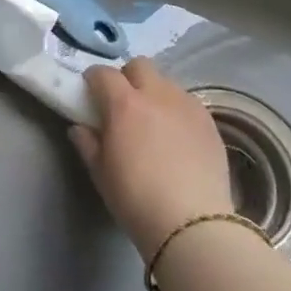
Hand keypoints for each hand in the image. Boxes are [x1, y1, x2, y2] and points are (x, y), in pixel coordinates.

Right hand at [71, 58, 232, 261]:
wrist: (192, 225)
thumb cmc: (136, 199)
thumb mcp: (100, 173)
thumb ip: (87, 144)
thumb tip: (81, 128)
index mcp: (124, 104)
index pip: (103, 73)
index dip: (94, 80)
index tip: (90, 94)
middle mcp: (157, 95)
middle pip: (139, 65)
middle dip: (127, 77)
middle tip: (123, 103)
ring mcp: (187, 106)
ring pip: (167, 82)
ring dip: (154, 92)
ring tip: (153, 120)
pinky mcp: (210, 123)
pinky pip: (188, 102)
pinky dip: (177, 110)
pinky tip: (177, 136)